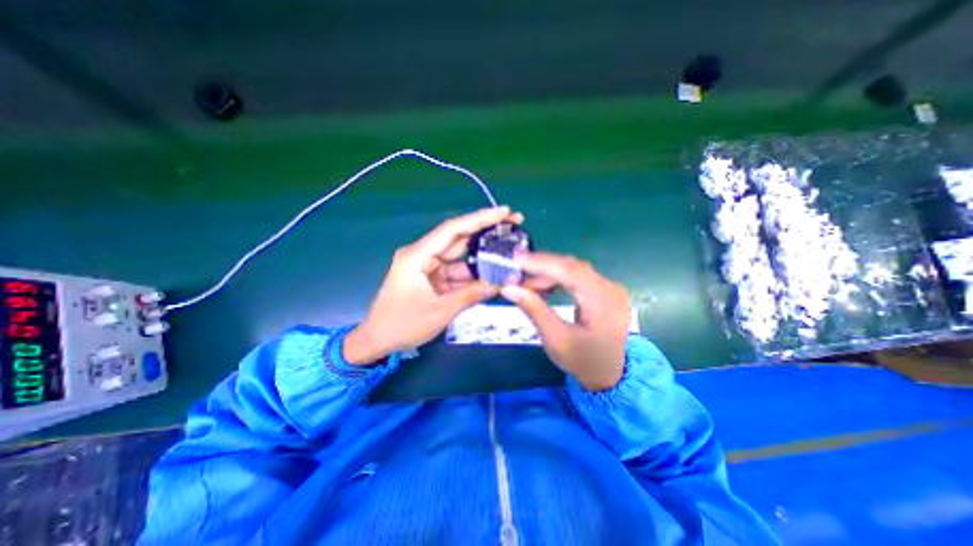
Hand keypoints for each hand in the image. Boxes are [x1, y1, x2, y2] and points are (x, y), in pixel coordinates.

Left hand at [345, 207, 523, 363]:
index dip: (479, 219)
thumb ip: (470, 296)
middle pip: (458, 238)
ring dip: (482, 256)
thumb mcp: (439, 312)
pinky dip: (472, 274)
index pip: (452, 230)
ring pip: (460, 257)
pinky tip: (492, 273)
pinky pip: (456, 272)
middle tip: (514, 222)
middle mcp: (422, 255)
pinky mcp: (432, 278)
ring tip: (508, 249)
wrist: (377, 341)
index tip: (504, 211)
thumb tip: (498, 285)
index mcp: (417, 256)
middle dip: (485, 231)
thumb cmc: (402, 325)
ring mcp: (428, 267)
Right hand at [501, 253, 632, 390]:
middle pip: (571, 267)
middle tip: (515, 273)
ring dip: (548, 274)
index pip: (569, 271)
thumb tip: (509, 288)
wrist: (610, 375)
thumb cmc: (582, 361)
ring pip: (573, 270)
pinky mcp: (605, 290)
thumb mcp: (555, 339)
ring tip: (526, 285)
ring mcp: (610, 287)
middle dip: (541, 268)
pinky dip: (558, 279)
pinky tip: (544, 287)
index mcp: (603, 301)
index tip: (515, 259)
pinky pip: (578, 276)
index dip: (541, 262)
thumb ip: (534, 310)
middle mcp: (611, 288)